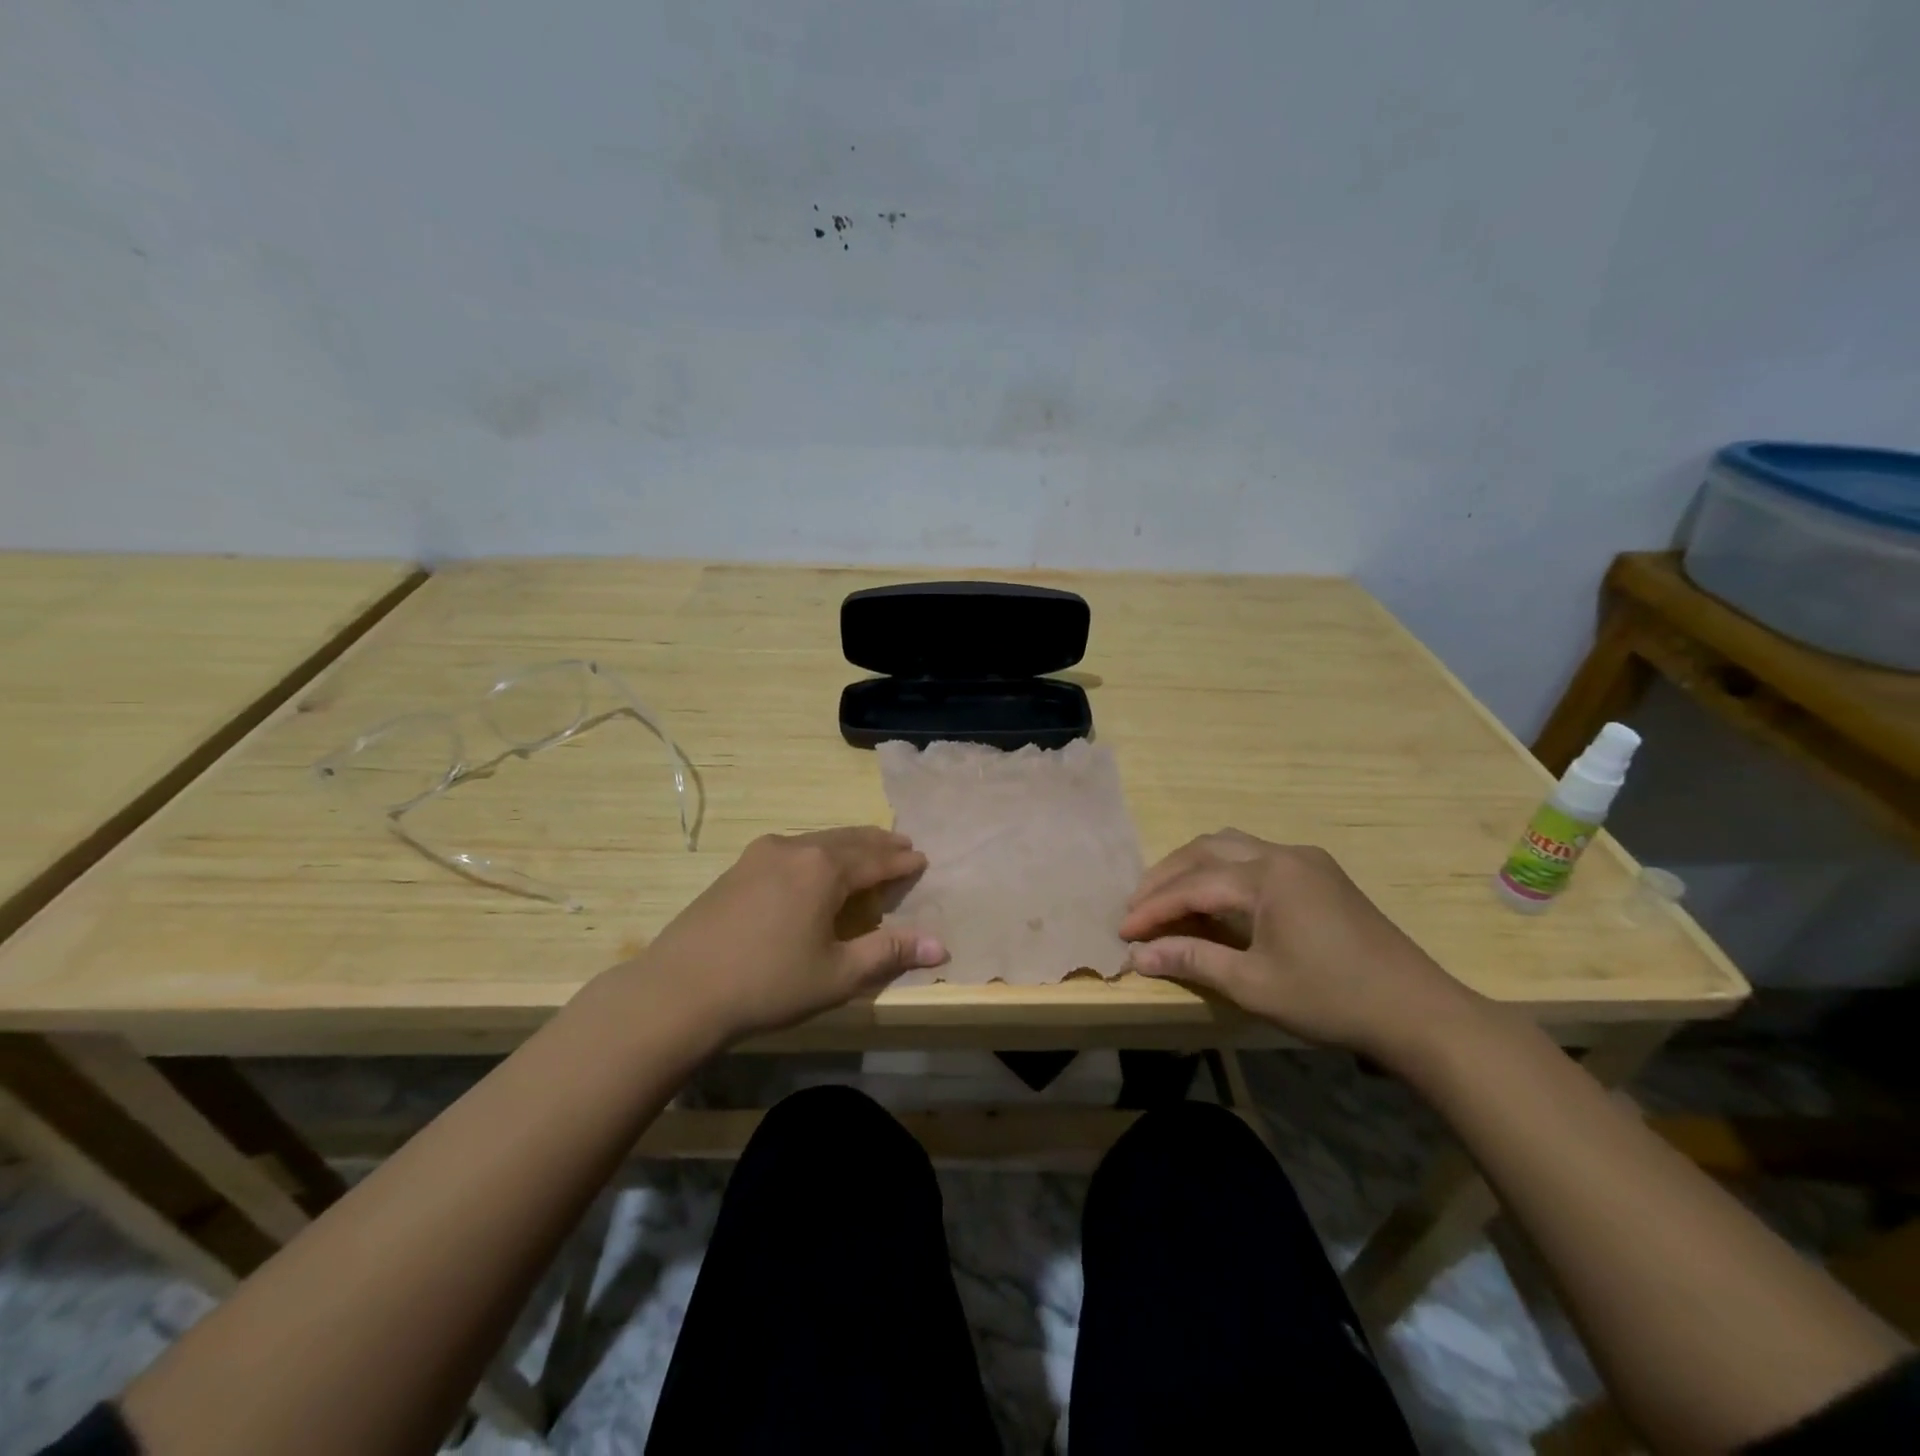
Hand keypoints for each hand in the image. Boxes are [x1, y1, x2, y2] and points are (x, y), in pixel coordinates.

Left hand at [632, 827, 947, 1046]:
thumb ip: (890, 953)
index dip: (902, 862)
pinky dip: (818, 853)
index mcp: (824, 868)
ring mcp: (761, 854)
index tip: (923, 859)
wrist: (678, 991)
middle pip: (849, 840)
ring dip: (848, 845)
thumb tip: (942, 947)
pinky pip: (793, 849)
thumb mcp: (837, 975)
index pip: (876, 859)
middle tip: (903, 845)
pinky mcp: (738, 868)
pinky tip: (816, 867)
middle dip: (879, 844)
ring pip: (819, 840)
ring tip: (867, 850)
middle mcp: (795, 848)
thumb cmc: (768, 984)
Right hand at [1119, 830, 1479, 1065]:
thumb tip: (1139, 955)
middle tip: (1137, 907)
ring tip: (1168, 896)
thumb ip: (1193, 960)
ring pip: (1232, 846)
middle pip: (1207, 850)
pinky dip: (1223, 871)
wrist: (1418, 1011)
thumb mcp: (1254, 985)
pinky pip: (1256, 857)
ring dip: (1193, 866)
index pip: (1193, 885)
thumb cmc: (1331, 998)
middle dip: (1166, 876)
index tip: (1123, 931)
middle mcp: (1284, 854)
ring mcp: (1307, 861)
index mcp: (1268, 876)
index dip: (1153, 907)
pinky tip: (1215, 897)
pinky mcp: (1321, 874)